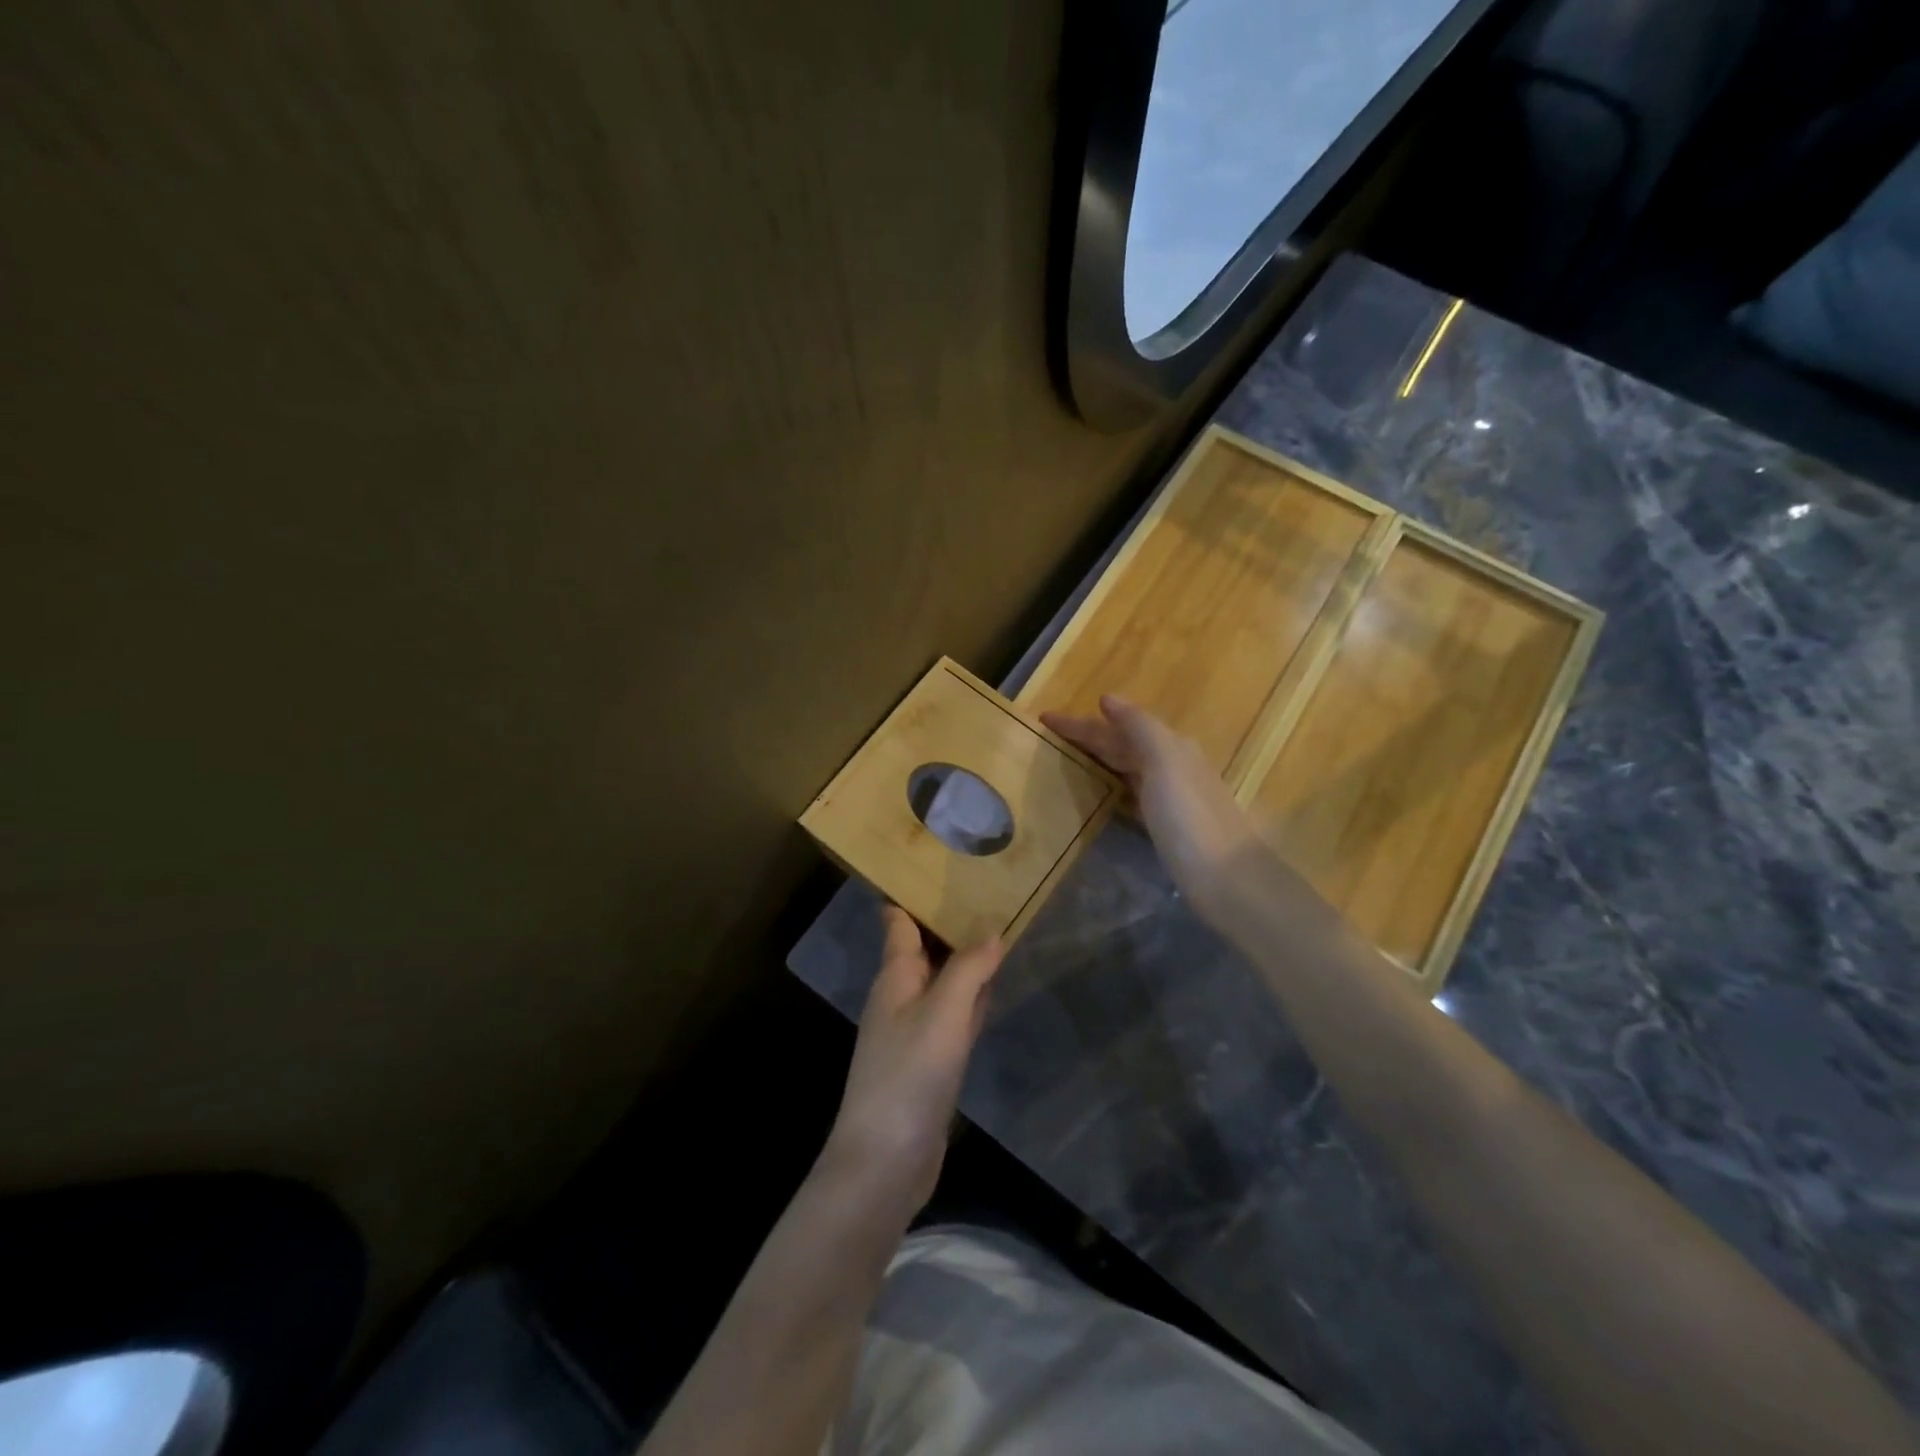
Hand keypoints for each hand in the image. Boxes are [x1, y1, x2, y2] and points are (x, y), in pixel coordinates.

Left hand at [820, 906, 1004, 1216]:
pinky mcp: (929, 1060)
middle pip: (923, 946)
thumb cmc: (908, 1076)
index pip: (897, 920)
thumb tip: (993, 931)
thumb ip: (969, 971)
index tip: (940, 862)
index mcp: (894, 976)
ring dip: (962, 957)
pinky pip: (952, 1014)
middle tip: (985, 885)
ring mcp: (914, 1029)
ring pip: (941, 979)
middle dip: (948, 919)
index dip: (912, 891)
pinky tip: (989, 988)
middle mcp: (900, 996)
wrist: (885, 1162)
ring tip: (994, 924)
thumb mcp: (943, 1015)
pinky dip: (970, 996)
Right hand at [1043, 695, 1267, 925]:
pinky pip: (1132, 793)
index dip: (1080, 722)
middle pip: (1123, 744)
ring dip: (1100, 759)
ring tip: (1067, 760)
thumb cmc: (1190, 819)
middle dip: (1088, 738)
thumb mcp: (1164, 763)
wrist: (1228, 880)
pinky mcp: (1168, 826)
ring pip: (1128, 767)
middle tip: (1050, 739)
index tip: (1044, 718)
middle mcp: (1173, 766)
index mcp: (1170, 747)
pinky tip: (1101, 794)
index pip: (1117, 726)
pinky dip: (1113, 785)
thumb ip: (1138, 728)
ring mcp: (1172, 797)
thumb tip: (1108, 699)